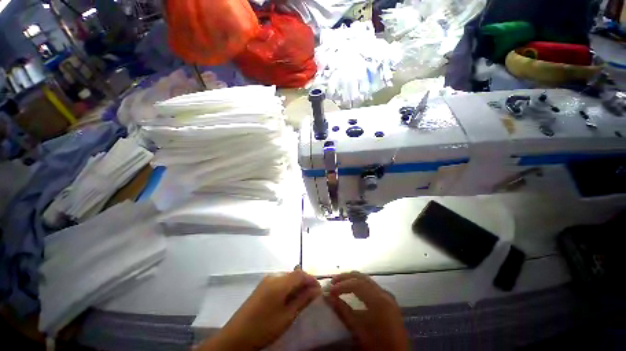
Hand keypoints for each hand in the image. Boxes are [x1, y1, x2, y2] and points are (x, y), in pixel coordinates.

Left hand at [198, 269, 321, 350]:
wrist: (236, 337)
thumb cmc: (264, 328)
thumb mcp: (287, 316)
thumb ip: (303, 300)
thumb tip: (316, 289)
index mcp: (279, 283)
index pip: (301, 274)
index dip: (312, 279)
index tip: (319, 290)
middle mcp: (273, 276)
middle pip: (294, 274)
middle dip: (305, 282)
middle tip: (312, 295)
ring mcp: (266, 280)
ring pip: (287, 277)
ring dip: (297, 284)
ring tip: (303, 297)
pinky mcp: (262, 286)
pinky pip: (280, 281)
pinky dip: (288, 286)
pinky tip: (289, 297)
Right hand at [326, 271, 408, 350]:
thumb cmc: (378, 346)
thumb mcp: (359, 331)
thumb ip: (344, 312)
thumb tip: (329, 298)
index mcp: (379, 301)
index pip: (357, 284)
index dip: (342, 285)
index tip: (330, 289)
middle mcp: (384, 294)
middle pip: (362, 278)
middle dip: (346, 278)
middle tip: (333, 281)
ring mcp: (387, 296)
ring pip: (367, 280)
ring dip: (352, 279)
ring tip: (339, 283)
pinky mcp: (387, 300)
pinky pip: (371, 286)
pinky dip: (359, 284)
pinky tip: (352, 289)